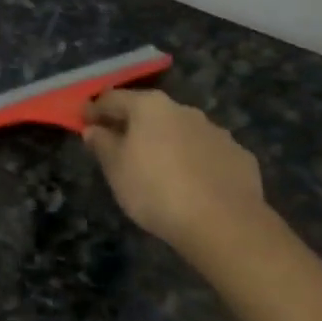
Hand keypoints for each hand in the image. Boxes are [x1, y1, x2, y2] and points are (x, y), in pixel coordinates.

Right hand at [83, 89, 267, 258]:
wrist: (223, 222)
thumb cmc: (155, 190)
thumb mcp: (116, 170)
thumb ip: (102, 144)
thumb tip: (94, 129)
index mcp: (150, 107)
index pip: (112, 98)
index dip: (94, 110)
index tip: (83, 122)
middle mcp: (184, 110)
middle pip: (149, 112)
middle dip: (132, 125)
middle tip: (117, 146)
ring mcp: (216, 131)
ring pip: (180, 131)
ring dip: (164, 142)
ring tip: (156, 168)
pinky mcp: (238, 155)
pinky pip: (206, 153)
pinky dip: (193, 161)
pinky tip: (190, 184)